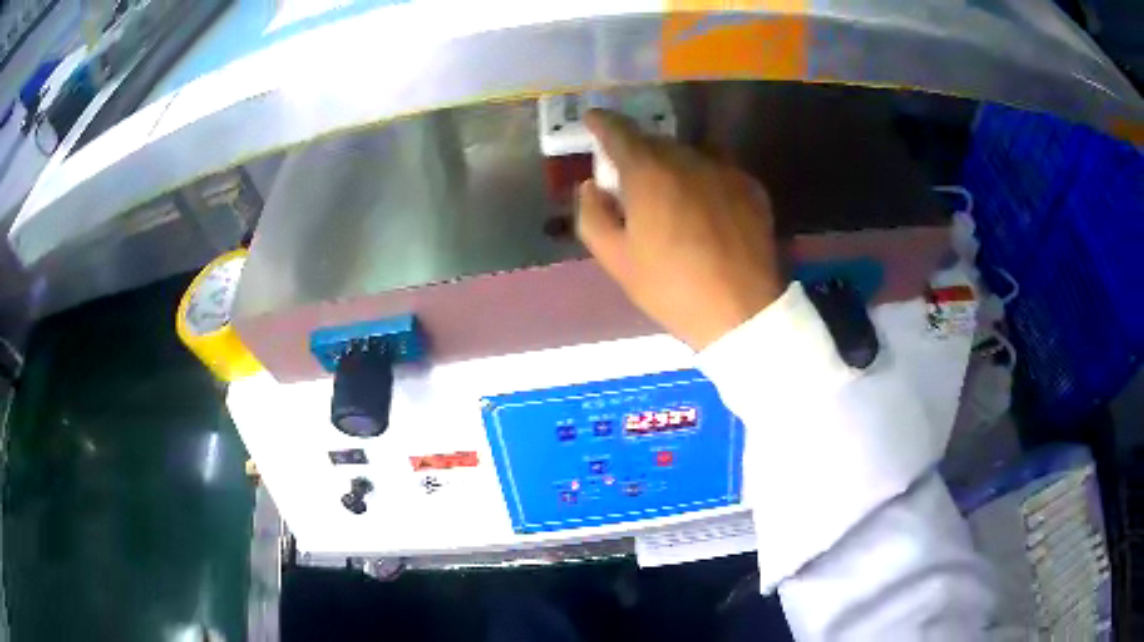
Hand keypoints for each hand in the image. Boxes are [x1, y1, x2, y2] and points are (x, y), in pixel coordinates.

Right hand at [577, 109, 783, 350]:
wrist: (741, 310)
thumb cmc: (671, 287)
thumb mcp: (616, 259)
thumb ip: (592, 214)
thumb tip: (592, 186)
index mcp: (648, 172)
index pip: (618, 131)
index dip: (601, 123)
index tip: (593, 120)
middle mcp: (687, 158)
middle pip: (655, 141)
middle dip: (638, 153)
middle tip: (632, 180)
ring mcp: (725, 170)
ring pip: (690, 153)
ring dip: (674, 164)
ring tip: (673, 194)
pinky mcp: (751, 187)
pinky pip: (719, 169)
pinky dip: (705, 179)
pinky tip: (706, 208)